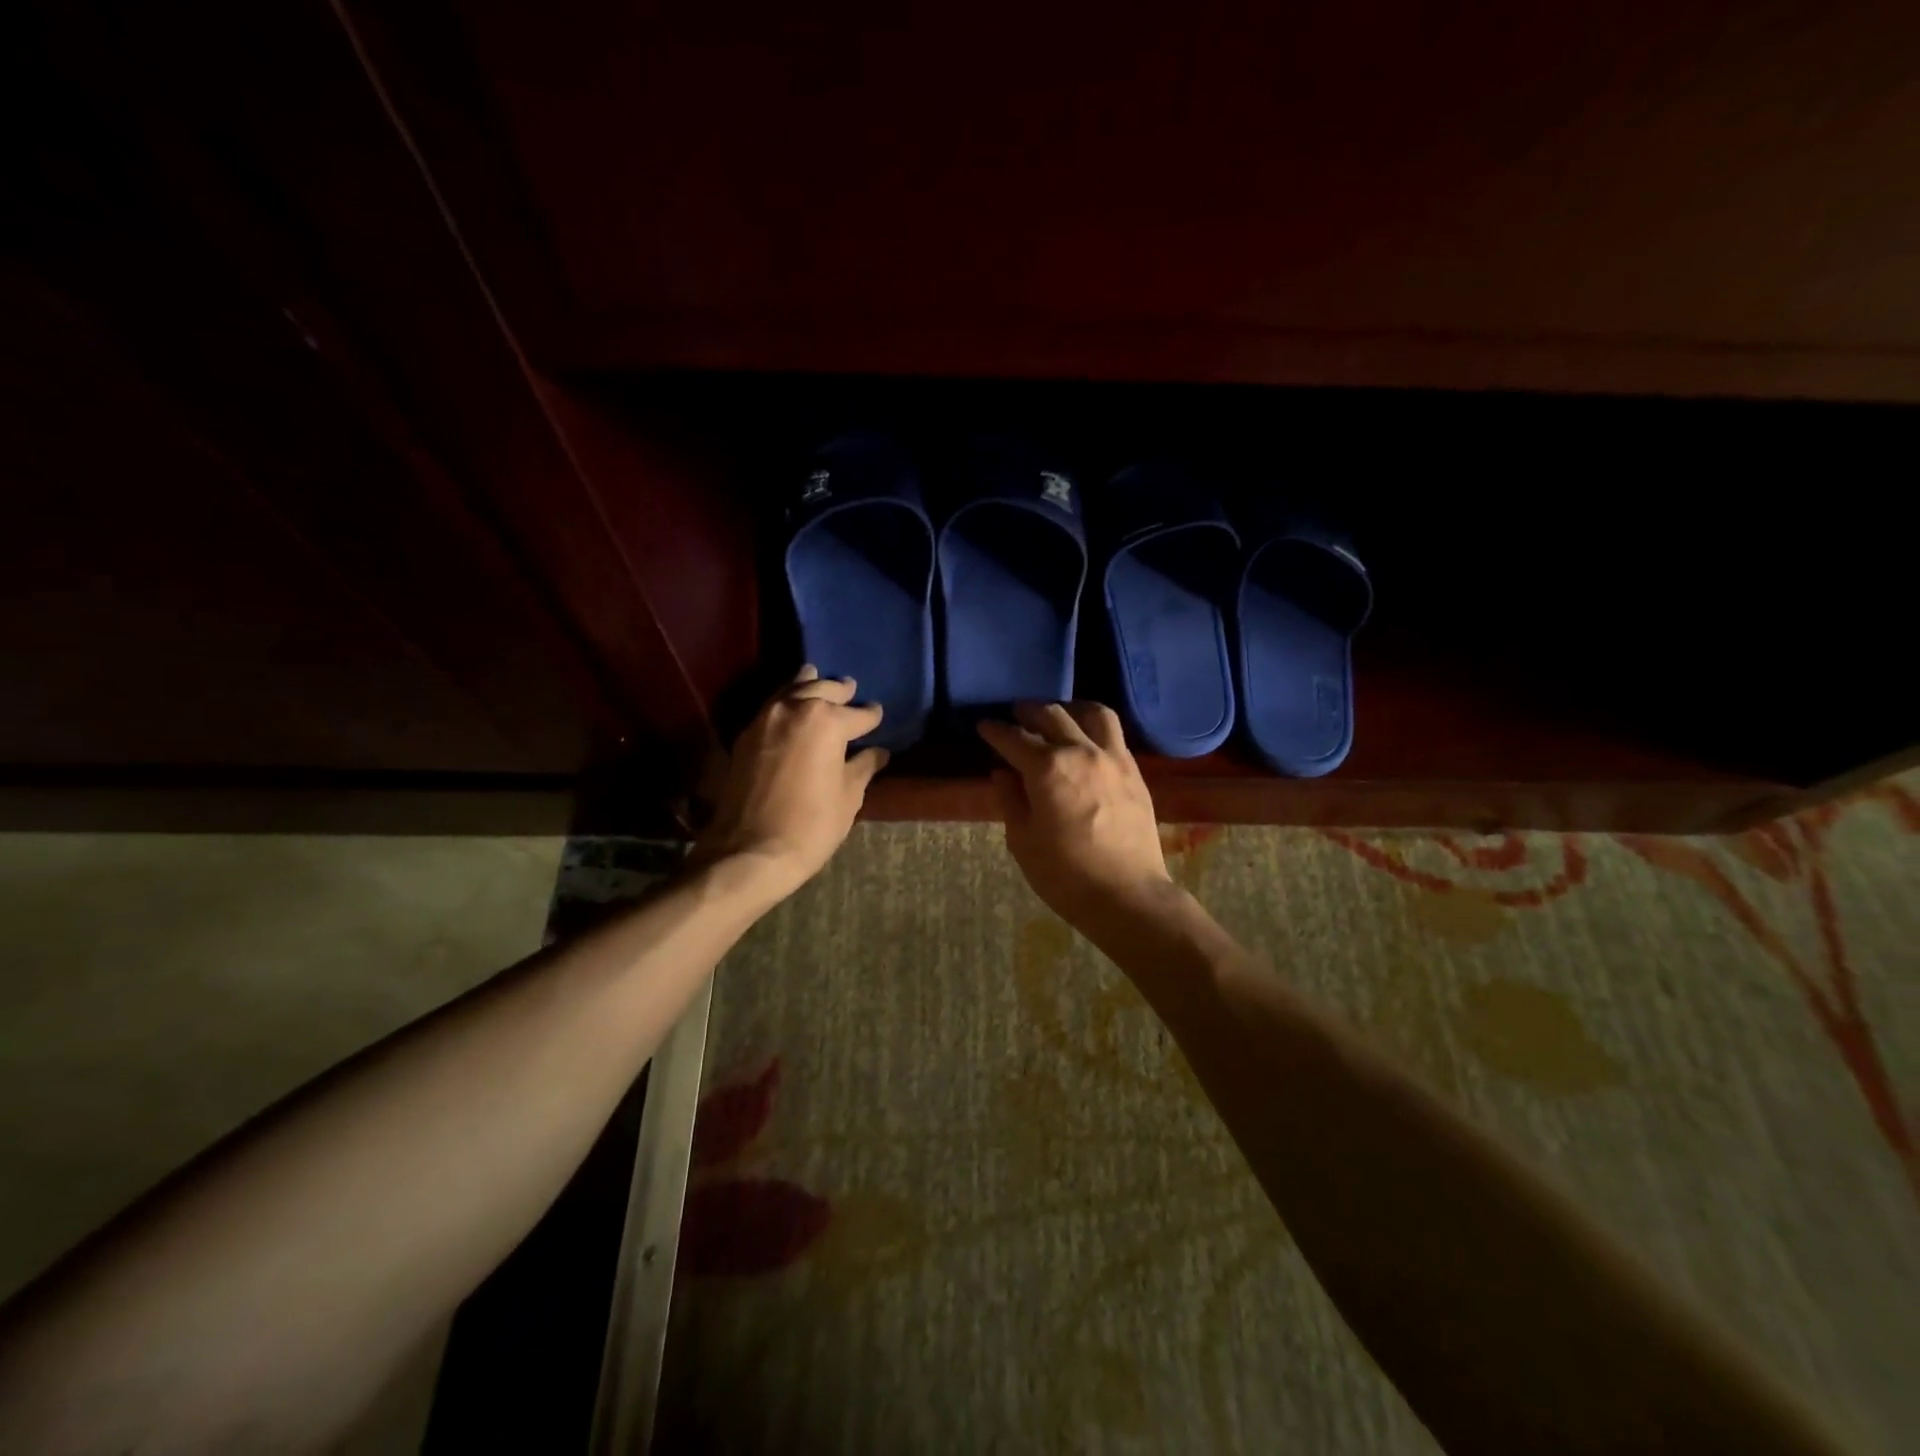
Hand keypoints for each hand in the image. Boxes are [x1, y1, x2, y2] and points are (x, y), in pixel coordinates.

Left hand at [693, 666, 887, 897]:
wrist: (749, 851)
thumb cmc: (811, 826)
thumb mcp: (848, 797)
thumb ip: (863, 767)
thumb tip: (878, 752)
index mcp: (827, 721)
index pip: (859, 714)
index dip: (872, 716)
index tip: (878, 715)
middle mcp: (795, 708)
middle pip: (822, 690)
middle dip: (840, 691)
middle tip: (851, 689)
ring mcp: (765, 718)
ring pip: (791, 690)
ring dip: (808, 685)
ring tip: (818, 679)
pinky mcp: (745, 735)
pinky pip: (772, 706)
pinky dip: (786, 701)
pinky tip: (792, 707)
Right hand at [977, 702, 1173, 929]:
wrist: (1127, 895)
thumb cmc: (1065, 875)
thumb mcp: (1022, 841)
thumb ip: (1010, 799)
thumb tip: (1003, 772)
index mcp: (1047, 768)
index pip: (1014, 738)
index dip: (995, 730)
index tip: (984, 726)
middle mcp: (1080, 751)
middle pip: (1051, 715)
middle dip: (1028, 712)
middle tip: (1015, 717)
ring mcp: (1112, 757)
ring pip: (1091, 713)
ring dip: (1068, 709)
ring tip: (1057, 717)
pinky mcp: (1134, 771)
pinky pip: (1114, 733)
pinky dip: (1094, 726)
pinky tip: (1086, 739)